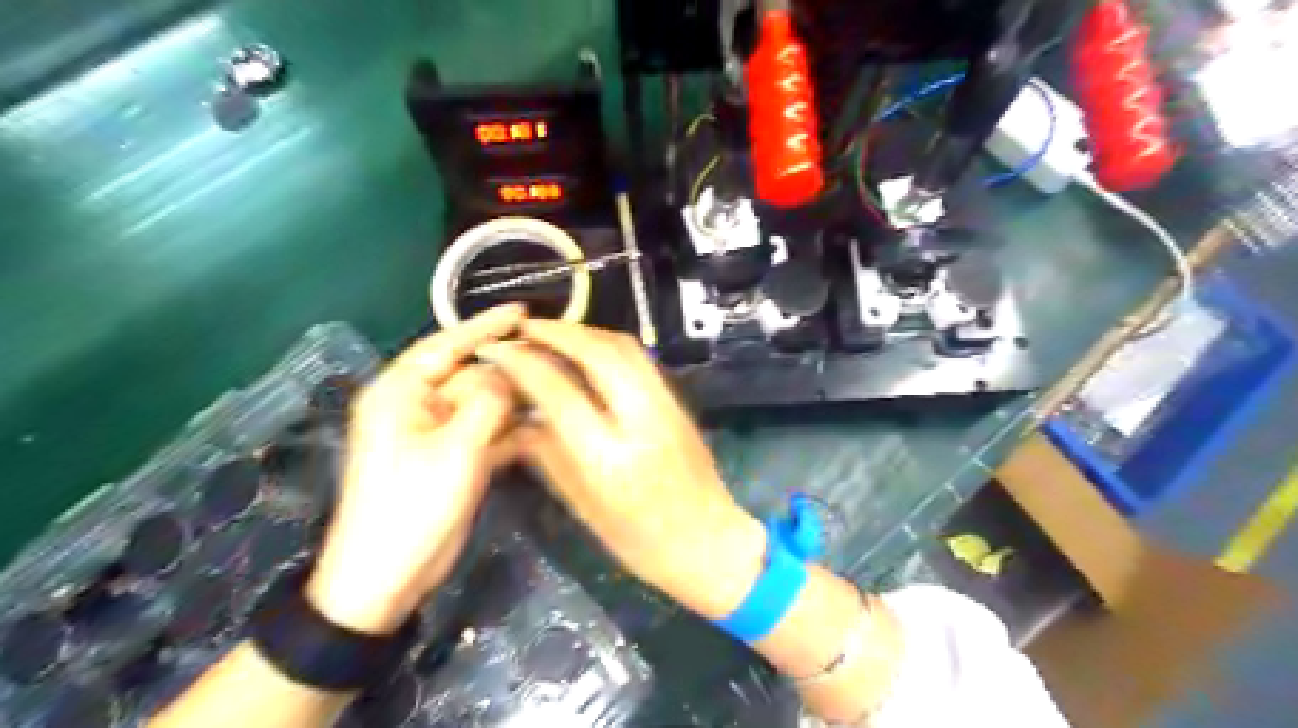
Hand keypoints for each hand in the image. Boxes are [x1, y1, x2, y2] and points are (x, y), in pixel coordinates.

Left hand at [308, 303, 524, 633]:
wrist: (388, 578)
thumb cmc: (411, 507)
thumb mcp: (454, 450)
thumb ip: (488, 403)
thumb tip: (510, 375)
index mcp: (401, 393)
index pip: (446, 345)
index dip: (485, 326)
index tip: (523, 312)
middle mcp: (417, 405)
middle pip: (471, 374)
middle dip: (509, 371)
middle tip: (555, 362)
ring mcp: (437, 433)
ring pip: (483, 403)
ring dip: (516, 401)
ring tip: (557, 390)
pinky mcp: (453, 457)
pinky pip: (487, 431)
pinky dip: (512, 430)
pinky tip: (544, 427)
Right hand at [477, 322, 761, 618]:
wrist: (710, 542)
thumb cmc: (640, 542)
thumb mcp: (583, 506)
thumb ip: (546, 454)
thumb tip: (518, 414)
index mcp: (609, 458)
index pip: (558, 391)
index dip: (521, 363)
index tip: (495, 350)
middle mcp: (642, 420)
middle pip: (597, 352)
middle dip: (555, 332)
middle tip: (521, 327)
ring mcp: (667, 405)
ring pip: (624, 346)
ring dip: (583, 332)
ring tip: (550, 333)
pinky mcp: (678, 401)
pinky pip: (639, 358)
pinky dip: (606, 344)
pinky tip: (585, 350)